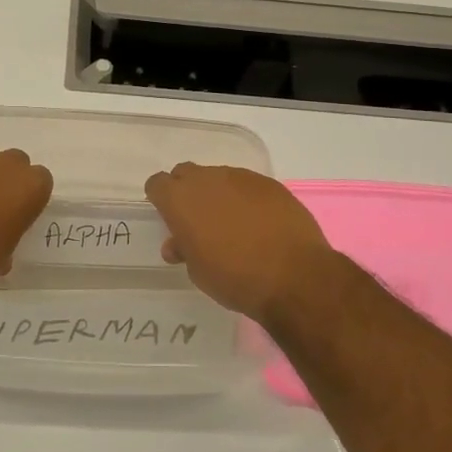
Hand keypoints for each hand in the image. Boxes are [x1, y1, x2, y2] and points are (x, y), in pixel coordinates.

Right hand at [144, 163, 337, 322]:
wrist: (293, 276)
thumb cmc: (235, 278)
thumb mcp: (198, 271)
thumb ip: (184, 249)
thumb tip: (178, 243)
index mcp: (180, 199)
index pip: (157, 184)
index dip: (161, 200)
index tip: (170, 218)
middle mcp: (207, 179)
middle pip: (186, 174)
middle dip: (187, 192)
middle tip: (198, 220)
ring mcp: (240, 177)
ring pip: (218, 178)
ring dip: (218, 194)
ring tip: (232, 224)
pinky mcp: (269, 183)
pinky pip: (247, 185)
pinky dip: (246, 199)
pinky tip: (259, 223)